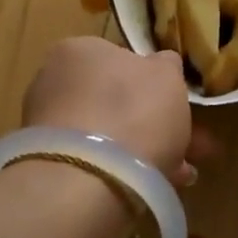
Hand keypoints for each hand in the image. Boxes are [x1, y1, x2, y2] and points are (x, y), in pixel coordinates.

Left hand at [23, 38, 204, 183]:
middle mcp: (54, 81)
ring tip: (181, 175)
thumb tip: (160, 64)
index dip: (155, 83)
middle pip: (116, 101)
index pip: (120, 59)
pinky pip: (96, 163)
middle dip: (155, 123)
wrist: (87, 178)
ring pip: (109, 135)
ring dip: (146, 152)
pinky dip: (123, 172)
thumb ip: (165, 66)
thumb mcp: (167, 75)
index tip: (179, 106)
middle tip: (190, 147)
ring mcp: (47, 125)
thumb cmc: (133, 111)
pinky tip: (153, 187)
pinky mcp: (48, 164)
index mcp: (79, 50)